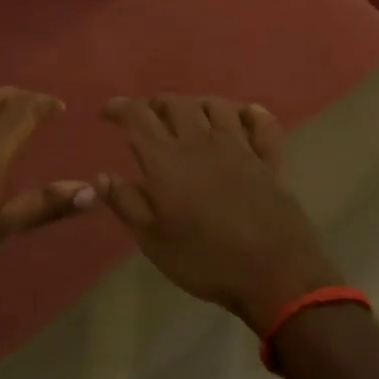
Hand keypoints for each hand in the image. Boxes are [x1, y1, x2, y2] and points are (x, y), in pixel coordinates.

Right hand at [98, 96, 338, 331]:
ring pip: (216, 106)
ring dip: (196, 104)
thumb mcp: (153, 241)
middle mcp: (201, 142)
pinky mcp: (268, 161)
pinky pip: (262, 125)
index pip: (138, 116)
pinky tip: (244, 116)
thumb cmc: (205, 261)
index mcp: (167, 160)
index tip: (107, 113)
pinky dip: (251, 115)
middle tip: (147, 118)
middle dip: (156, 104)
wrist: (275, 275)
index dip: (119, 107)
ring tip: (188, 117)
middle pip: (176, 103)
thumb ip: (126, 203)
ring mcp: (239, 148)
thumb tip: (103, 175)